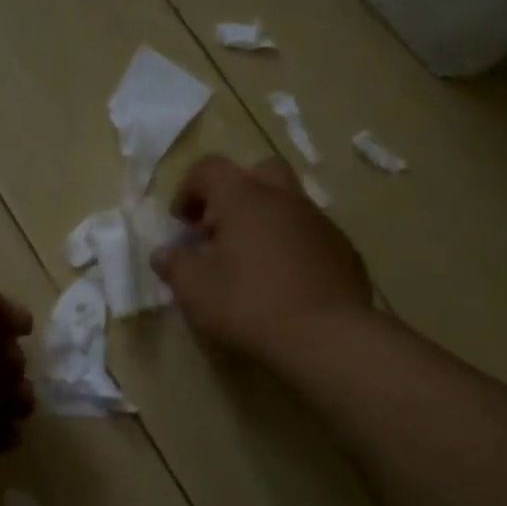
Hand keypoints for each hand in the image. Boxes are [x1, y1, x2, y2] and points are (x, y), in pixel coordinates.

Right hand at [151, 155, 373, 364]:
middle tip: (220, 230)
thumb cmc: (249, 304)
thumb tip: (163, 254)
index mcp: (244, 199)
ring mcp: (319, 223)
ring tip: (249, 263)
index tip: (181, 224)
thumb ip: (174, 265)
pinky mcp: (343, 250)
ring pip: (287, 204)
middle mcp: (284, 199)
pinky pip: (309, 235)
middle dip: (235, 194)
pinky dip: (290, 247)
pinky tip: (282, 283)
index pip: (210, 169)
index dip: (188, 189)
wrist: (325, 336)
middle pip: (258, 173)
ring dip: (264, 222)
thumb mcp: (194, 289)